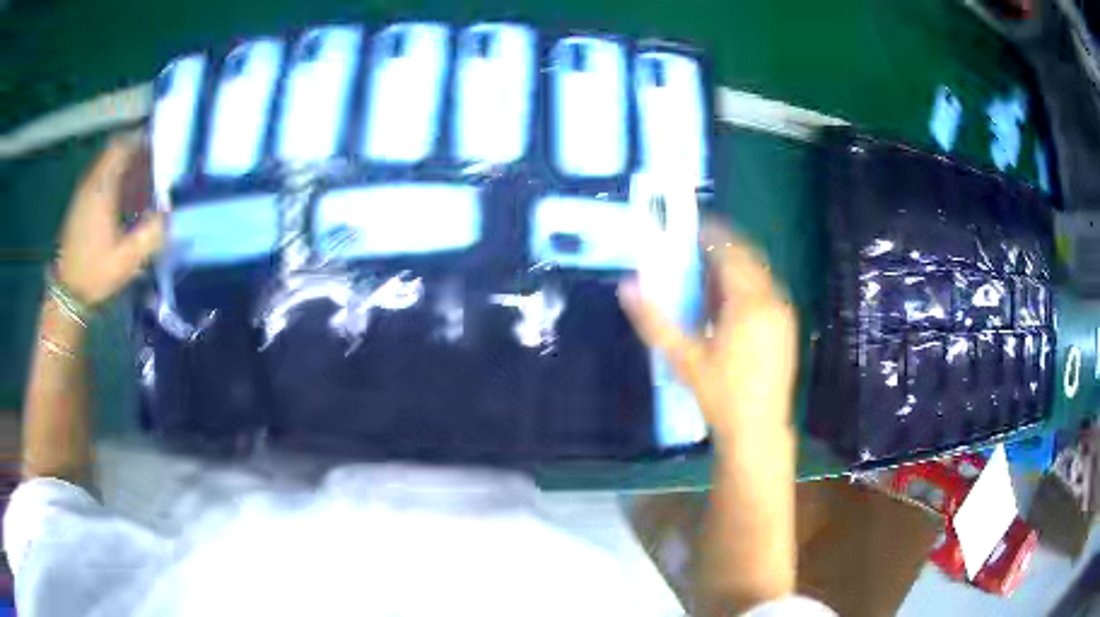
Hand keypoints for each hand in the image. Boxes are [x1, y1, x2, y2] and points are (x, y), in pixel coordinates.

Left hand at [55, 134, 165, 305]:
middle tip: (151, 163)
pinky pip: (98, 176)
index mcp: (102, 190)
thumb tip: (170, 214)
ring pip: (105, 162)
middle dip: (133, 151)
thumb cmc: (95, 274)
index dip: (140, 141)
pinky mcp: (78, 203)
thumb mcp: (127, 261)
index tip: (156, 147)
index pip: (122, 146)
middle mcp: (91, 183)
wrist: (67, 293)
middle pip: (113, 150)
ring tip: (138, 179)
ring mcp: (82, 192)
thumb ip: (150, 234)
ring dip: (122, 164)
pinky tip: (120, 196)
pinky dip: (111, 176)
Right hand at [618, 219, 797, 441]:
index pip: (730, 252)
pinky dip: (746, 285)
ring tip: (706, 275)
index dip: (710, 234)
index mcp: (749, 303)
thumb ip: (655, 320)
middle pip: (747, 258)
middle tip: (692, 248)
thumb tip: (627, 286)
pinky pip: (766, 291)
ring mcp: (783, 313)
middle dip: (721, 247)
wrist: (758, 429)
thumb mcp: (684, 358)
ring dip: (734, 267)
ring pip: (758, 274)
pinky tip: (727, 305)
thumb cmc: (720, 396)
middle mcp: (772, 300)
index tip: (689, 226)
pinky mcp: (786, 327)